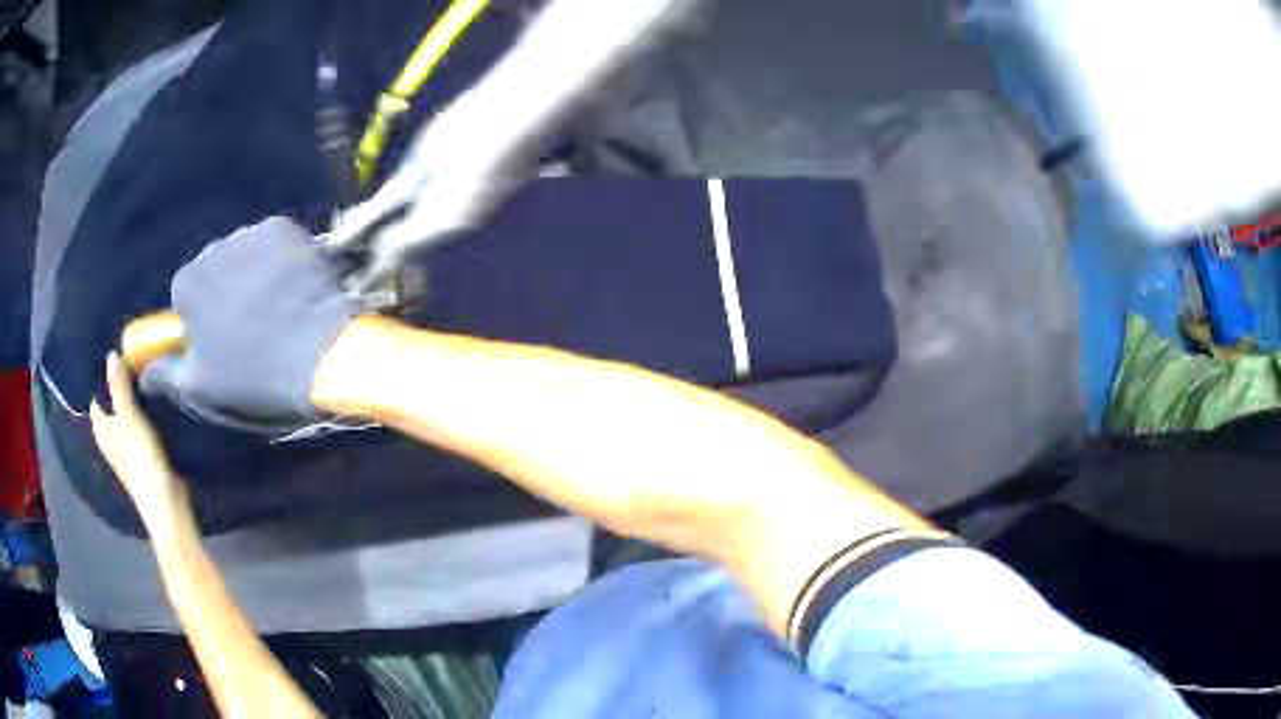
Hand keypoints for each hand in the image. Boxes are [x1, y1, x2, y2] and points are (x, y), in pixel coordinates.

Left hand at [90, 352, 191, 531]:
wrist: (165, 503)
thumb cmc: (140, 460)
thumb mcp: (129, 418)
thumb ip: (119, 387)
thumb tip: (110, 354)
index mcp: (101, 429)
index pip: (95, 397)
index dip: (100, 377)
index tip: (110, 353)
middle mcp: (110, 438)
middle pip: (109, 406)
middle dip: (115, 386)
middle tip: (127, 356)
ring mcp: (126, 449)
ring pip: (124, 416)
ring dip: (129, 399)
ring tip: (140, 373)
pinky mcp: (143, 455)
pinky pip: (137, 426)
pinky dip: (140, 413)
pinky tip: (150, 402)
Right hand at [140, 216, 359, 429]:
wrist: (317, 354)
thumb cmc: (252, 378)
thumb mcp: (201, 387)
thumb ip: (166, 374)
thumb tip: (143, 374)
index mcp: (187, 286)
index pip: (187, 292)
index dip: (203, 315)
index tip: (221, 336)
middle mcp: (212, 250)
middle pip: (215, 267)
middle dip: (226, 289)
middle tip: (252, 322)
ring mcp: (249, 234)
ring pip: (243, 252)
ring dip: (252, 271)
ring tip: (275, 307)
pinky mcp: (284, 228)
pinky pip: (273, 241)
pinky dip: (278, 259)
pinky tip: (291, 287)